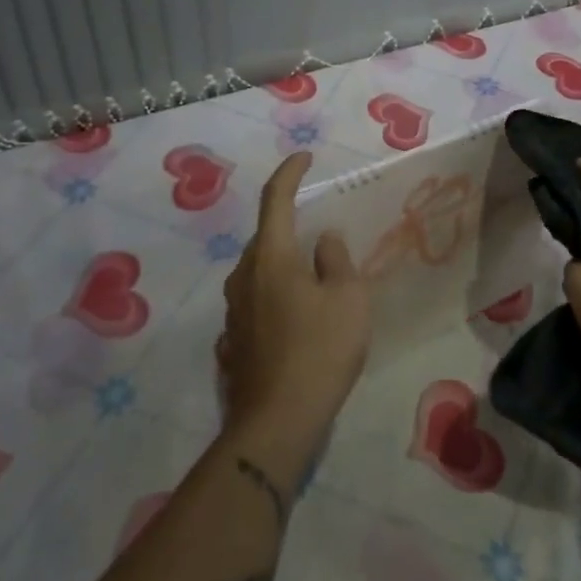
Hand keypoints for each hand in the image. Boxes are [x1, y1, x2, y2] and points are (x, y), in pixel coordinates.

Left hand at [217, 152, 372, 461]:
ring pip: (259, 271)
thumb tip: (323, 240)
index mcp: (271, 258)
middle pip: (266, 238)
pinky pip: (256, 302)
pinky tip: (295, 318)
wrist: (276, 423)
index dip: (290, 173)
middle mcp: (244, 277)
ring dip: (283, 264)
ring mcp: (233, 311)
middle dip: (290, 227)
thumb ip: (336, 260)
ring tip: (312, 278)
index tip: (304, 157)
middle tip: (320, 234)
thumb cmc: (319, 351)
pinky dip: (276, 296)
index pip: (275, 199)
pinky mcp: (233, 341)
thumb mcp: (347, 298)